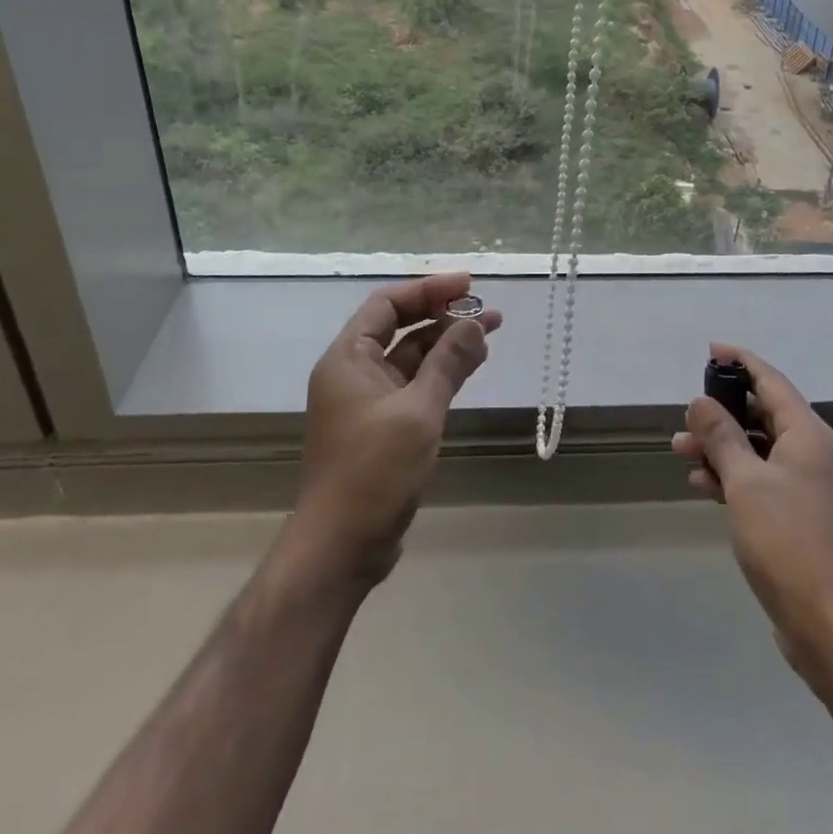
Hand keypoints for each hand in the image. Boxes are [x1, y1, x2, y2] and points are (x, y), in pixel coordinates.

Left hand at [290, 273, 500, 586]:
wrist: (342, 547)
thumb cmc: (374, 471)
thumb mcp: (418, 411)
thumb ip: (448, 363)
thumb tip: (476, 322)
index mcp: (348, 358)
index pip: (388, 303)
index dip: (428, 289)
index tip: (469, 286)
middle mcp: (354, 372)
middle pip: (400, 327)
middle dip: (443, 315)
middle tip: (487, 310)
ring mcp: (367, 401)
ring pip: (411, 357)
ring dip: (447, 344)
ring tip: (491, 333)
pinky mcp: (382, 426)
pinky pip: (414, 385)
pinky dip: (441, 373)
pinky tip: (471, 366)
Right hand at [673, 344, 832, 672]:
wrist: (832, 625)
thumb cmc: (788, 542)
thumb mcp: (745, 481)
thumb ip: (721, 436)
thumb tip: (701, 402)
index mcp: (808, 435)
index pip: (771, 381)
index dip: (740, 361)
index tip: (711, 350)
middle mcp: (813, 452)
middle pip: (763, 414)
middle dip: (722, 413)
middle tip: (686, 417)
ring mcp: (809, 486)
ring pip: (759, 449)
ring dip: (722, 447)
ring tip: (681, 452)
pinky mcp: (801, 516)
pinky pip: (763, 479)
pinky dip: (734, 475)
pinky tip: (702, 485)